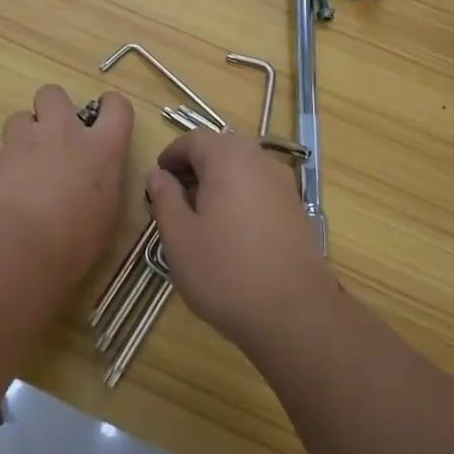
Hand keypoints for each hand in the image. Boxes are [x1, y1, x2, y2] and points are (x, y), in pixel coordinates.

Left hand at [0, 85, 134, 283]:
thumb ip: (101, 188)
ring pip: (21, 117)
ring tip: (26, 167)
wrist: (14, 251)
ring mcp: (23, 143)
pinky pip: (0, 153)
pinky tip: (5, 196)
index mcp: (101, 149)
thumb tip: (92, 186)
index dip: (110, 109)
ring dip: (25, 136)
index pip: (116, 106)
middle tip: (55, 140)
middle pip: (54, 94)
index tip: (104, 123)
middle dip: (53, 109)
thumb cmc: (72, 244)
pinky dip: (4, 168)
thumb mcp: (104, 218)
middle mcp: (63, 134)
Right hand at [146, 130, 334, 351]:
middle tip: (174, 202)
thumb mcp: (179, 237)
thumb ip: (164, 198)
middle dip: (194, 169)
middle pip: (220, 149)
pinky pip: (259, 188)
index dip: (171, 156)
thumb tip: (158, 174)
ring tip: (199, 220)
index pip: (193, 139)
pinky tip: (230, 234)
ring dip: (217, 183)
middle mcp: (259, 160)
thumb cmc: (226, 271)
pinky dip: (239, 197)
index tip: (157, 183)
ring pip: (241, 168)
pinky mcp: (295, 208)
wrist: (296, 314)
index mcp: (228, 158)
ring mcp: (282, 183)